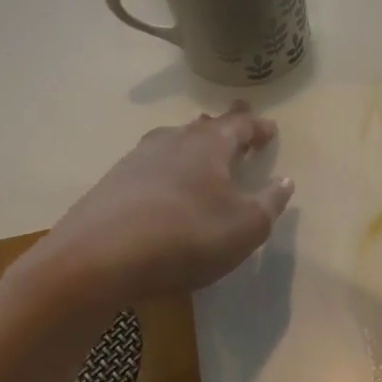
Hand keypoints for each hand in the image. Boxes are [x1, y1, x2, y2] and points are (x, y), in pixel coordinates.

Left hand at [14, 104, 293, 319]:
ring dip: (191, 144)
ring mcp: (137, 160)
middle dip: (224, 126)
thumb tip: (285, 181)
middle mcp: (173, 141)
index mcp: (210, 145)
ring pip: (173, 142)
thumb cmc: (187, 236)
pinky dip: (167, 168)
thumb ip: (270, 203)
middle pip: (204, 126)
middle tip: (236, 121)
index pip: (240, 125)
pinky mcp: (112, 184)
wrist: (97, 260)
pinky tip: (164, 184)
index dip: (258, 127)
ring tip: (201, 149)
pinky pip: (151, 166)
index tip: (270, 129)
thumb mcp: (246, 227)